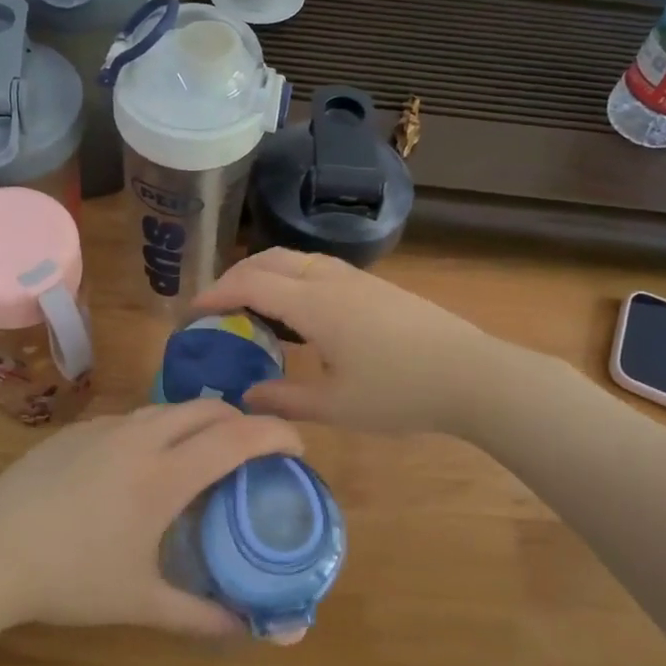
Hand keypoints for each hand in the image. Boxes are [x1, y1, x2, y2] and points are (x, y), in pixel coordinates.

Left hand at [0, 401, 302, 636]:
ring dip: (198, 422)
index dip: (277, 435)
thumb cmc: (69, 579)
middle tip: (253, 454)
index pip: (237, 437)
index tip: (297, 448)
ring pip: (168, 408)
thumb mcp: (140, 603)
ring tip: (202, 457)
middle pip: (208, 409)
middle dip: (241, 421)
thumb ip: (200, 616)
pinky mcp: (76, 429)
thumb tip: (248, 630)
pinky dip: (158, 429)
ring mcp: (104, 427)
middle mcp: (140, 437)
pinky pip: (133, 418)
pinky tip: (142, 465)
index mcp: (164, 474)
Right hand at [193, 249, 496, 435]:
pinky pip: (318, 269)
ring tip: (251, 306)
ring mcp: (357, 280)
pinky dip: (291, 278)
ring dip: (265, 273)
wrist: (472, 375)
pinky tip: (298, 311)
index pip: (250, 284)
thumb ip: (284, 399)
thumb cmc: (401, 393)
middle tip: (216, 306)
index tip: (192, 313)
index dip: (216, 294)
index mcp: (315, 304)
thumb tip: (245, 397)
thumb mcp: (336, 407)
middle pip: (270, 260)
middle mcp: (331, 280)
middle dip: (235, 276)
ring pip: (297, 259)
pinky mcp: (376, 287)